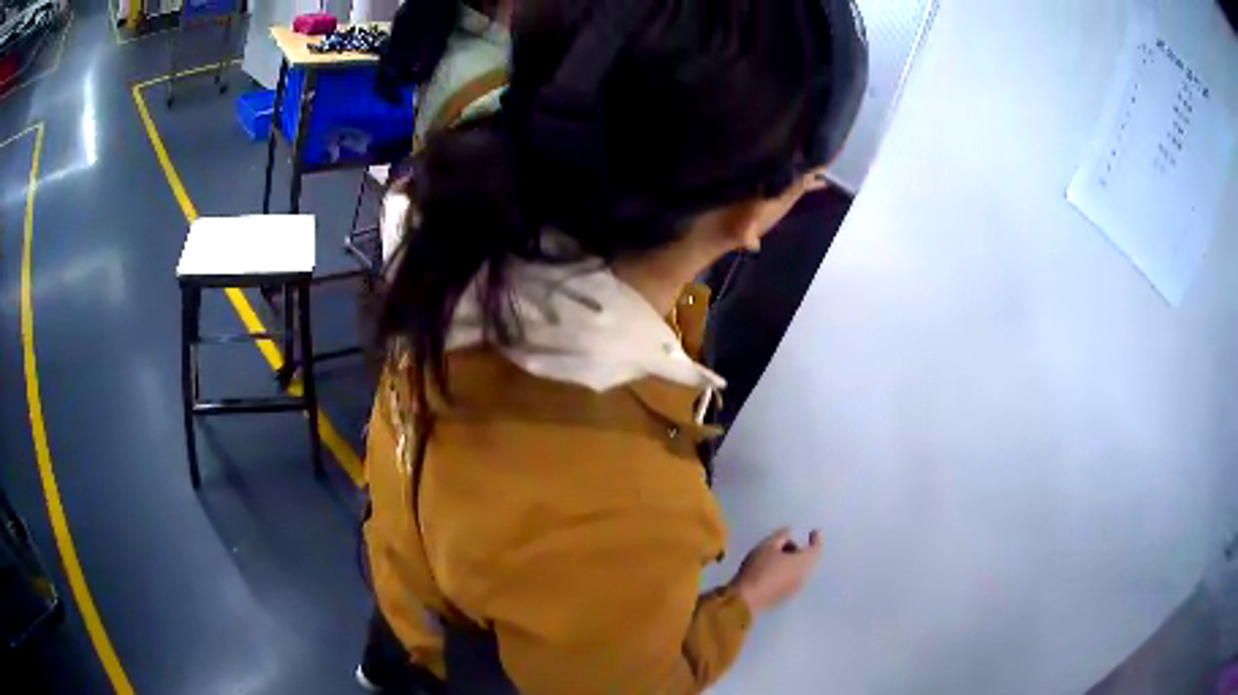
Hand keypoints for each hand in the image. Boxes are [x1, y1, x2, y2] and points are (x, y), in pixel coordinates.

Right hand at [729, 528, 822, 614]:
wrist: (746, 599)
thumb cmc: (759, 568)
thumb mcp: (767, 545)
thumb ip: (781, 535)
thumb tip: (790, 531)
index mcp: (803, 562)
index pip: (816, 548)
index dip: (816, 539)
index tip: (814, 531)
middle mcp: (804, 576)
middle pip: (807, 560)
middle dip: (799, 550)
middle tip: (786, 544)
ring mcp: (795, 589)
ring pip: (799, 571)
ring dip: (792, 562)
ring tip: (776, 557)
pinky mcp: (785, 597)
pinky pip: (791, 580)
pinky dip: (787, 573)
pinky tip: (773, 571)